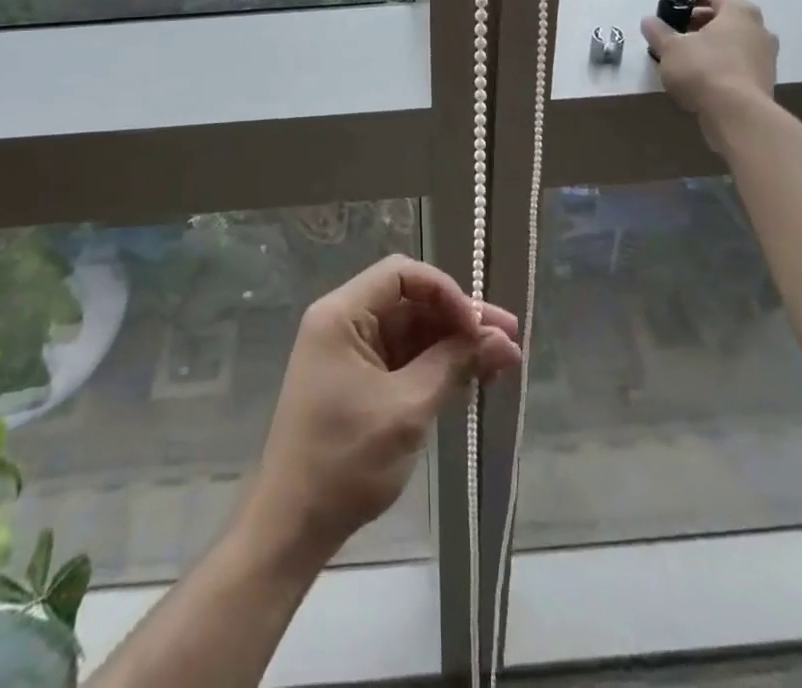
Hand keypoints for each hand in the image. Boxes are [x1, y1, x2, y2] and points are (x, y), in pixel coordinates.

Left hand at [241, 256, 520, 568]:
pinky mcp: (357, 381)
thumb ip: (454, 365)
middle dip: (459, 319)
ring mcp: (349, 352)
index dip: (446, 291)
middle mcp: (343, 322)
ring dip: (453, 344)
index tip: (478, 326)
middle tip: (509, 340)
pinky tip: (471, 378)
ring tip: (500, 363)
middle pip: (409, 301)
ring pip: (410, 330)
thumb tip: (502, 340)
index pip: (401, 275)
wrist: (292, 525)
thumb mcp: (406, 409)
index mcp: (341, 314)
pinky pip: (403, 357)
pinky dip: (436, 365)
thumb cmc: (345, 460)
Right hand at [640, 0, 778, 151]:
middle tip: (674, 33)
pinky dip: (720, 61)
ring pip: (733, 38)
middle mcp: (758, 27)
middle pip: (724, 14)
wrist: (739, 115)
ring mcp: (766, 54)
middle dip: (697, 21)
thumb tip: (648, 21)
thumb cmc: (703, 70)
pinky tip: (701, 77)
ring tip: (684, 56)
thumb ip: (658, 31)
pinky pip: (739, 60)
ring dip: (709, 42)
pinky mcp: (765, 78)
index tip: (671, 6)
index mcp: (738, 11)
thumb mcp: (670, 48)